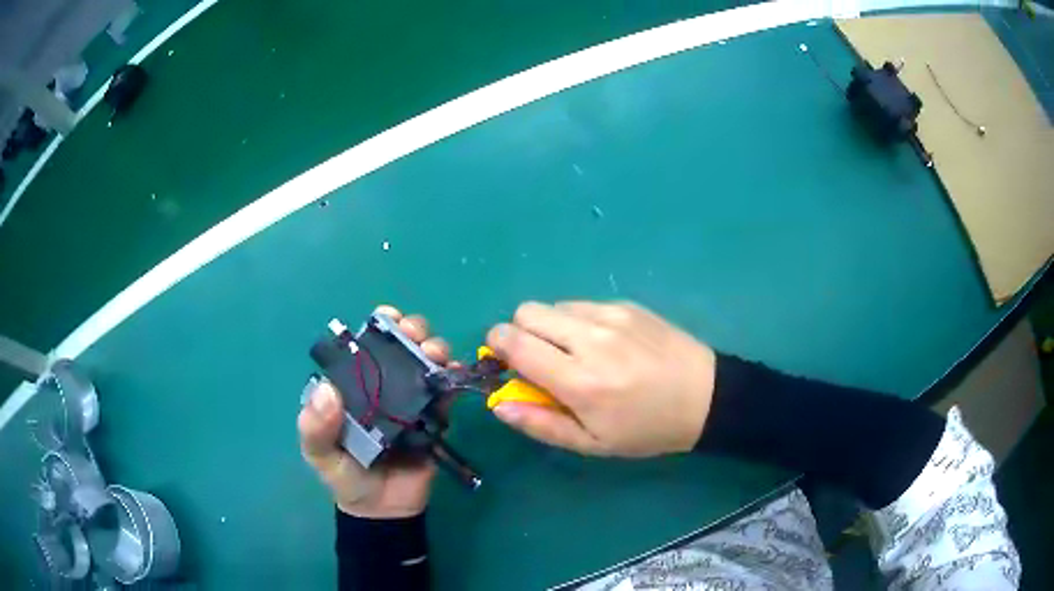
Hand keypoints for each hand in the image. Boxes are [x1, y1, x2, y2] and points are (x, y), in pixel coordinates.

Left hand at [298, 305, 450, 518]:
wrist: (383, 510)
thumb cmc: (345, 476)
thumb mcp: (319, 453)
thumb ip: (315, 427)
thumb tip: (327, 390)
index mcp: (354, 385)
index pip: (366, 345)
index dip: (379, 326)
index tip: (389, 319)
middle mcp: (384, 384)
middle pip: (401, 345)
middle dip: (412, 331)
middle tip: (415, 338)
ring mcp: (411, 399)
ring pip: (426, 361)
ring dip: (434, 348)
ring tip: (434, 355)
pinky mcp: (435, 416)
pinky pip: (446, 391)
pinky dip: (452, 376)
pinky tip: (454, 374)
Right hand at [486, 301, 715, 457]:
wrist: (705, 397)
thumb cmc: (646, 429)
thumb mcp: (592, 443)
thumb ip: (540, 424)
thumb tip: (497, 404)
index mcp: (579, 381)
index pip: (515, 342)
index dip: (497, 344)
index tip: (503, 358)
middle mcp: (590, 340)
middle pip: (527, 311)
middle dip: (521, 332)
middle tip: (540, 358)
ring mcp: (611, 316)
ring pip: (554, 305)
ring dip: (551, 326)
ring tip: (576, 353)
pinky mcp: (627, 305)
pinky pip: (583, 304)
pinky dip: (578, 321)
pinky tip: (604, 343)